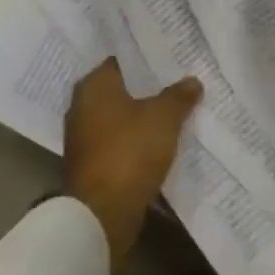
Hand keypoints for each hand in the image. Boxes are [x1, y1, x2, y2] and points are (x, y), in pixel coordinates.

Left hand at [63, 61, 202, 266]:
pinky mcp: (90, 164)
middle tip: (179, 83)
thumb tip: (192, 81)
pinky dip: (136, 141)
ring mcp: (83, 137)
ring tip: (176, 112)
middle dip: (148, 89)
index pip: (123, 60)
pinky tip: (161, 142)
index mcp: (93, 85)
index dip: (148, 60)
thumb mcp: (163, 118)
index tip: (172, 59)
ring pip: (121, 117)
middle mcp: (82, 106)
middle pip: (122, 89)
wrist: (101, 214)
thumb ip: (178, 96)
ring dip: (143, 117)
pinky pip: (118, 142)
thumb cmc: (129, 151)